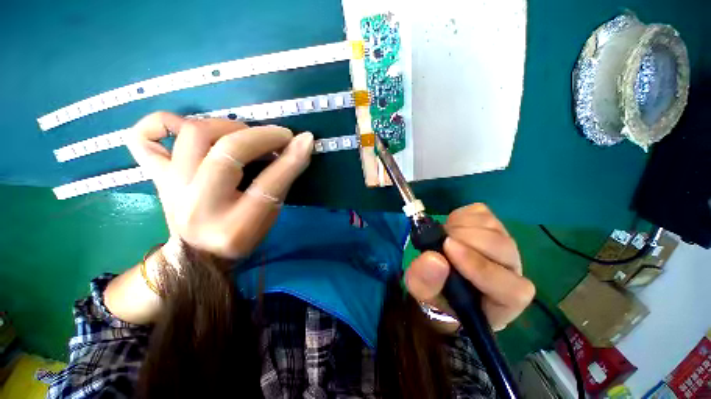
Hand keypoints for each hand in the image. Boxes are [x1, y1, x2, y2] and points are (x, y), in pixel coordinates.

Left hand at [126, 112, 313, 259]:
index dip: (289, 158)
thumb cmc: (242, 236)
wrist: (197, 256)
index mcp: (234, 226)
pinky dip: (160, 122)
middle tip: (278, 137)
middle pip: (226, 152)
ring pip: (193, 135)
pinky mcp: (155, 177)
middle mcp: (197, 206)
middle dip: (260, 136)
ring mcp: (170, 188)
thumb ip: (285, 179)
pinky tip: (186, 126)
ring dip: (228, 125)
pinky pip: (141, 139)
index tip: (304, 140)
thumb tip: (302, 145)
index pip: (268, 184)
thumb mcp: (270, 214)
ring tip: (245, 134)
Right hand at [405, 204, 534, 331]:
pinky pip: (481, 212)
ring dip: (460, 226)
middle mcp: (511, 273)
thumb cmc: (436, 294)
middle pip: (503, 248)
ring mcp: (503, 244)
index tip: (448, 248)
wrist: (441, 276)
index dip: (481, 267)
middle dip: (466, 239)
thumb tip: (434, 258)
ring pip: (492, 226)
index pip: (511, 290)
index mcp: (502, 302)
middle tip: (441, 240)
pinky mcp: (491, 225)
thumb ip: (425, 283)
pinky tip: (450, 227)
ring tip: (443, 236)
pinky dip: (460, 215)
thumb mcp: (422, 294)